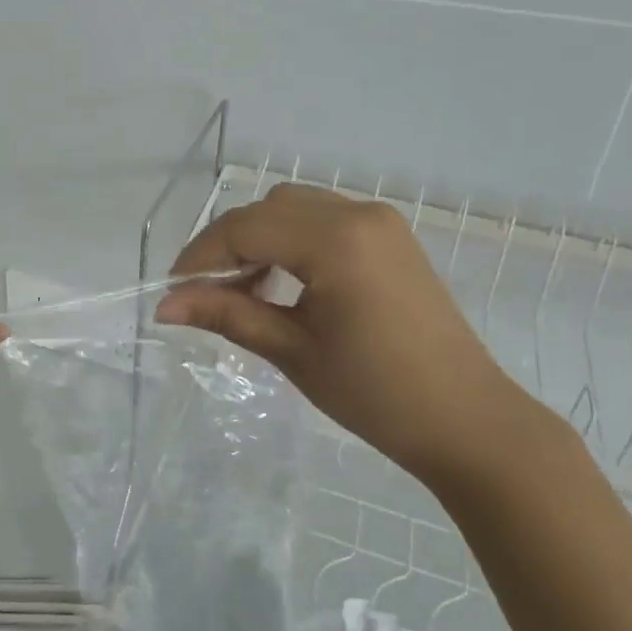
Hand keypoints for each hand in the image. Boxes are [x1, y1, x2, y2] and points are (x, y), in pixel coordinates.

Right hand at [156, 185, 547, 485]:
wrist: (468, 422)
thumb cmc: (377, 394)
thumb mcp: (293, 352)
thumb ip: (227, 315)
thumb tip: (163, 306)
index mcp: (337, 240)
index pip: (245, 229)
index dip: (201, 257)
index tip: (173, 293)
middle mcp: (357, 213)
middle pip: (266, 210)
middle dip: (226, 246)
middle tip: (204, 294)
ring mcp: (378, 221)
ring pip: (292, 208)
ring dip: (257, 240)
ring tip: (242, 292)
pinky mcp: (388, 236)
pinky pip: (321, 220)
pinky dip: (289, 242)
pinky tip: (281, 283)